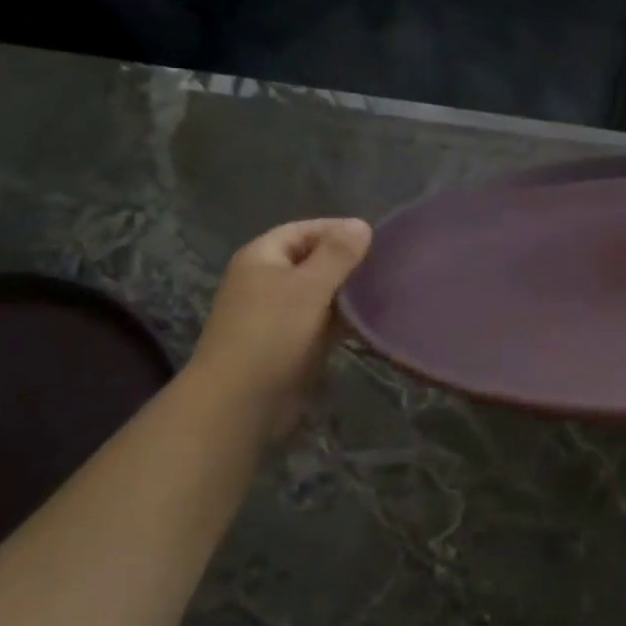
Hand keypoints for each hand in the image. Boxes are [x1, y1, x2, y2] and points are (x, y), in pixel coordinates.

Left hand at [189, 218, 372, 434]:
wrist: (239, 401)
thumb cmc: (272, 334)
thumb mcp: (309, 286)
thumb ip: (337, 254)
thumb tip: (361, 224)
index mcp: (261, 258)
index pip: (303, 230)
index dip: (337, 230)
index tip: (375, 239)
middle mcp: (265, 281)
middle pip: (311, 261)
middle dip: (346, 263)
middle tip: (385, 266)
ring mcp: (275, 315)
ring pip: (318, 294)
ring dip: (346, 294)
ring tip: (383, 292)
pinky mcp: (287, 344)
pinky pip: (319, 322)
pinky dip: (341, 320)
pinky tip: (368, 323)